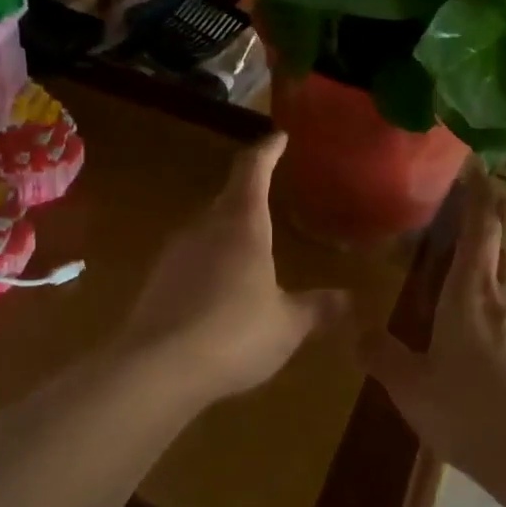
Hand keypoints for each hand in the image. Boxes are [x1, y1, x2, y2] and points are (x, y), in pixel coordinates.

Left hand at [121, 133, 351, 405]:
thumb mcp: (287, 325)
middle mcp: (205, 228)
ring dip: (227, 231)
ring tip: (249, 250)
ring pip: (206, 228)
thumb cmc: (234, 334)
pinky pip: (190, 259)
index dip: (267, 150)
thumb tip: (349, 299)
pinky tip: (219, 292)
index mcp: (242, 225)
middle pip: (228, 197)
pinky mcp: (156, 281)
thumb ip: (317, 308)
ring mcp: (175, 253)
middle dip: (249, 193)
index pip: (253, 171)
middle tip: (269, 196)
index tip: (278, 137)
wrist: (156, 369)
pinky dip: (208, 264)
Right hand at [359, 167, 505, 496]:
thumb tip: (351, 330)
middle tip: (469, 186)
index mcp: (470, 293)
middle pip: (499, 238)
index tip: (473, 162)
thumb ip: (380, 354)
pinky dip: (494, 279)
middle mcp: (501, 295)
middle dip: (487, 207)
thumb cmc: (471, 413)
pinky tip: (480, 300)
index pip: (479, 226)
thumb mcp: (411, 386)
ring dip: (491, 243)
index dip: (477, 191)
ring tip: (468, 238)